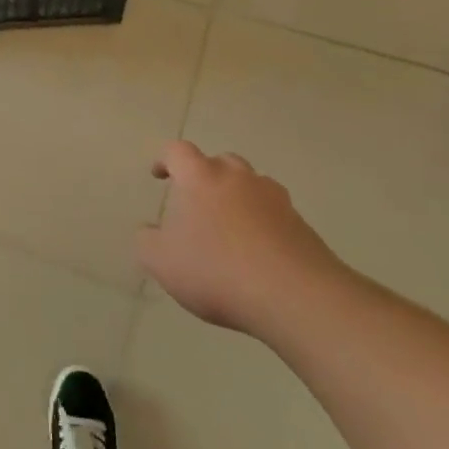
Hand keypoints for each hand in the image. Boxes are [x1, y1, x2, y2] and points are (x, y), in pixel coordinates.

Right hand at [136, 140, 346, 333]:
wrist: (294, 296)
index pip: (178, 152)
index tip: (159, 176)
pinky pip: (274, 214)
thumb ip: (147, 240)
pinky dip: (261, 224)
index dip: (165, 160)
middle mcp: (239, 179)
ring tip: (227, 229)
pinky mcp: (301, 225)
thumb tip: (150, 230)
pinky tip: (255, 254)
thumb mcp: (160, 261)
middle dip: (205, 176)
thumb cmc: (215, 270)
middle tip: (195, 202)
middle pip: (221, 162)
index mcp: (201, 178)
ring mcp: (275, 200)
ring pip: (252, 186)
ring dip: (237, 198)